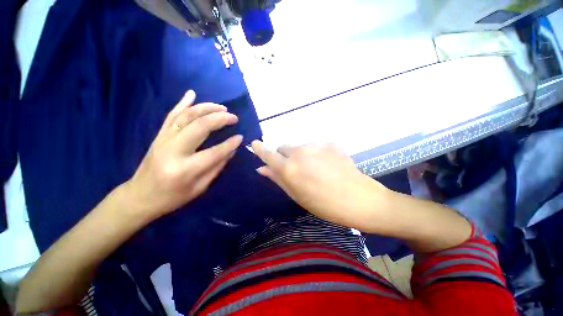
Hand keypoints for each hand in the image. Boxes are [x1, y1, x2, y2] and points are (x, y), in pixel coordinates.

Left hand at [125, 90, 242, 219]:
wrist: (140, 196)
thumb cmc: (172, 197)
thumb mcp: (199, 188)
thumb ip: (217, 167)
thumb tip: (231, 150)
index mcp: (185, 170)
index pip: (214, 152)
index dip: (230, 143)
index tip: (241, 137)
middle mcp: (173, 151)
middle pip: (199, 127)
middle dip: (219, 118)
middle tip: (233, 117)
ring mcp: (163, 140)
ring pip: (186, 116)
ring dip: (206, 108)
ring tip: (221, 107)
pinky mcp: (158, 136)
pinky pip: (171, 115)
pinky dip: (182, 103)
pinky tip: (192, 94)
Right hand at [251, 141, 389, 229]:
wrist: (359, 199)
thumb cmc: (324, 204)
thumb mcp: (297, 195)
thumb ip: (278, 179)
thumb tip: (262, 168)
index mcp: (289, 168)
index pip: (268, 154)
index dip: (260, 149)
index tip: (255, 144)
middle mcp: (300, 152)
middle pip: (284, 148)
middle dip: (284, 156)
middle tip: (295, 170)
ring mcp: (316, 145)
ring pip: (300, 147)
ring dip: (301, 155)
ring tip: (315, 170)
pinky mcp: (330, 143)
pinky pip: (316, 146)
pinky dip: (316, 153)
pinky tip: (327, 165)